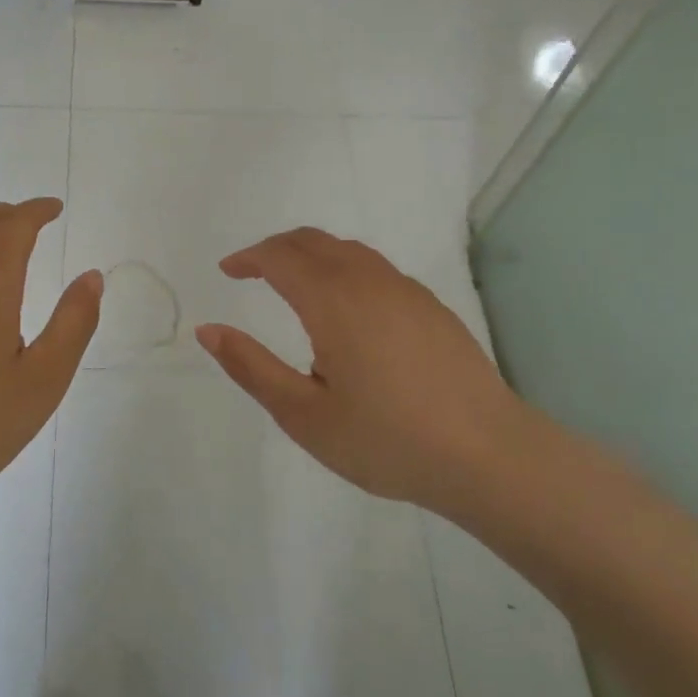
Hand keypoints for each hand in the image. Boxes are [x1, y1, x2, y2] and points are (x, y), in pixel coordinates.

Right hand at [195, 228, 541, 512]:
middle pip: (314, 241)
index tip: (227, 271)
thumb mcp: (304, 415)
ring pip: (349, 251)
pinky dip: (343, 268)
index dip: (249, 257)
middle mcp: (370, 282)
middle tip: (252, 271)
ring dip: (312, 254)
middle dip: (276, 248)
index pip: (280, 256)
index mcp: (334, 301)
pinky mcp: (432, 307)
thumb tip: (208, 331)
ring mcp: (407, 291)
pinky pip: (375, 268)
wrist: (489, 456)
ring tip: (292, 283)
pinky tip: (345, 308)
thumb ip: (251, 367)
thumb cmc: (387, 441)